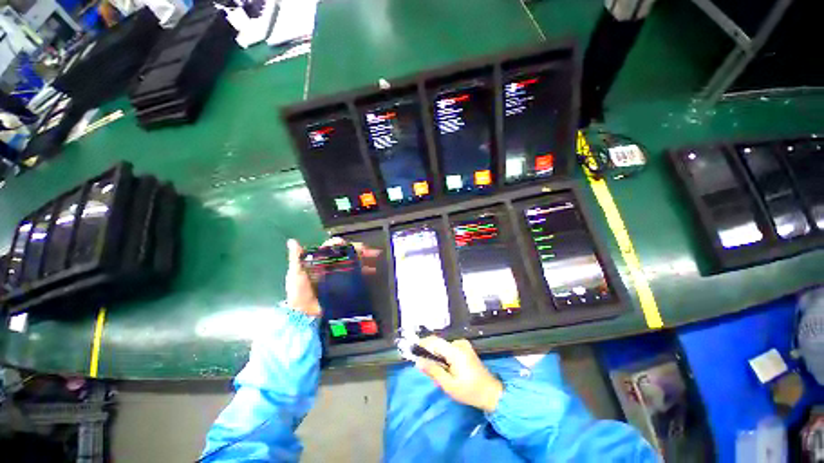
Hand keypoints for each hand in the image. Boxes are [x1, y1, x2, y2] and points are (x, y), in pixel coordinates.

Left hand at [285, 237, 380, 316]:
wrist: (304, 313)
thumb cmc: (298, 292)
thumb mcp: (296, 274)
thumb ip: (295, 258)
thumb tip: (292, 241)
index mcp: (319, 260)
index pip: (332, 247)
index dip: (340, 244)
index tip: (347, 243)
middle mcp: (330, 265)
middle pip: (346, 253)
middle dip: (358, 249)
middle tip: (369, 249)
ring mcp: (338, 274)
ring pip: (353, 262)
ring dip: (364, 258)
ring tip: (375, 256)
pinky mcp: (343, 283)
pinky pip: (355, 274)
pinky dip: (364, 271)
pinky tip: (372, 270)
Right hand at [416, 337, 503, 412]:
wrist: (491, 393)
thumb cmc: (469, 391)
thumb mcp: (449, 385)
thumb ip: (433, 371)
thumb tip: (418, 361)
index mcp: (455, 351)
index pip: (434, 341)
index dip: (422, 344)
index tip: (412, 351)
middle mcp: (459, 343)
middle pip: (438, 344)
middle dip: (430, 354)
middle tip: (426, 369)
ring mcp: (463, 344)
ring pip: (443, 346)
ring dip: (437, 356)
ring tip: (438, 372)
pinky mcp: (465, 348)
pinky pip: (449, 348)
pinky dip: (444, 356)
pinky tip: (446, 369)